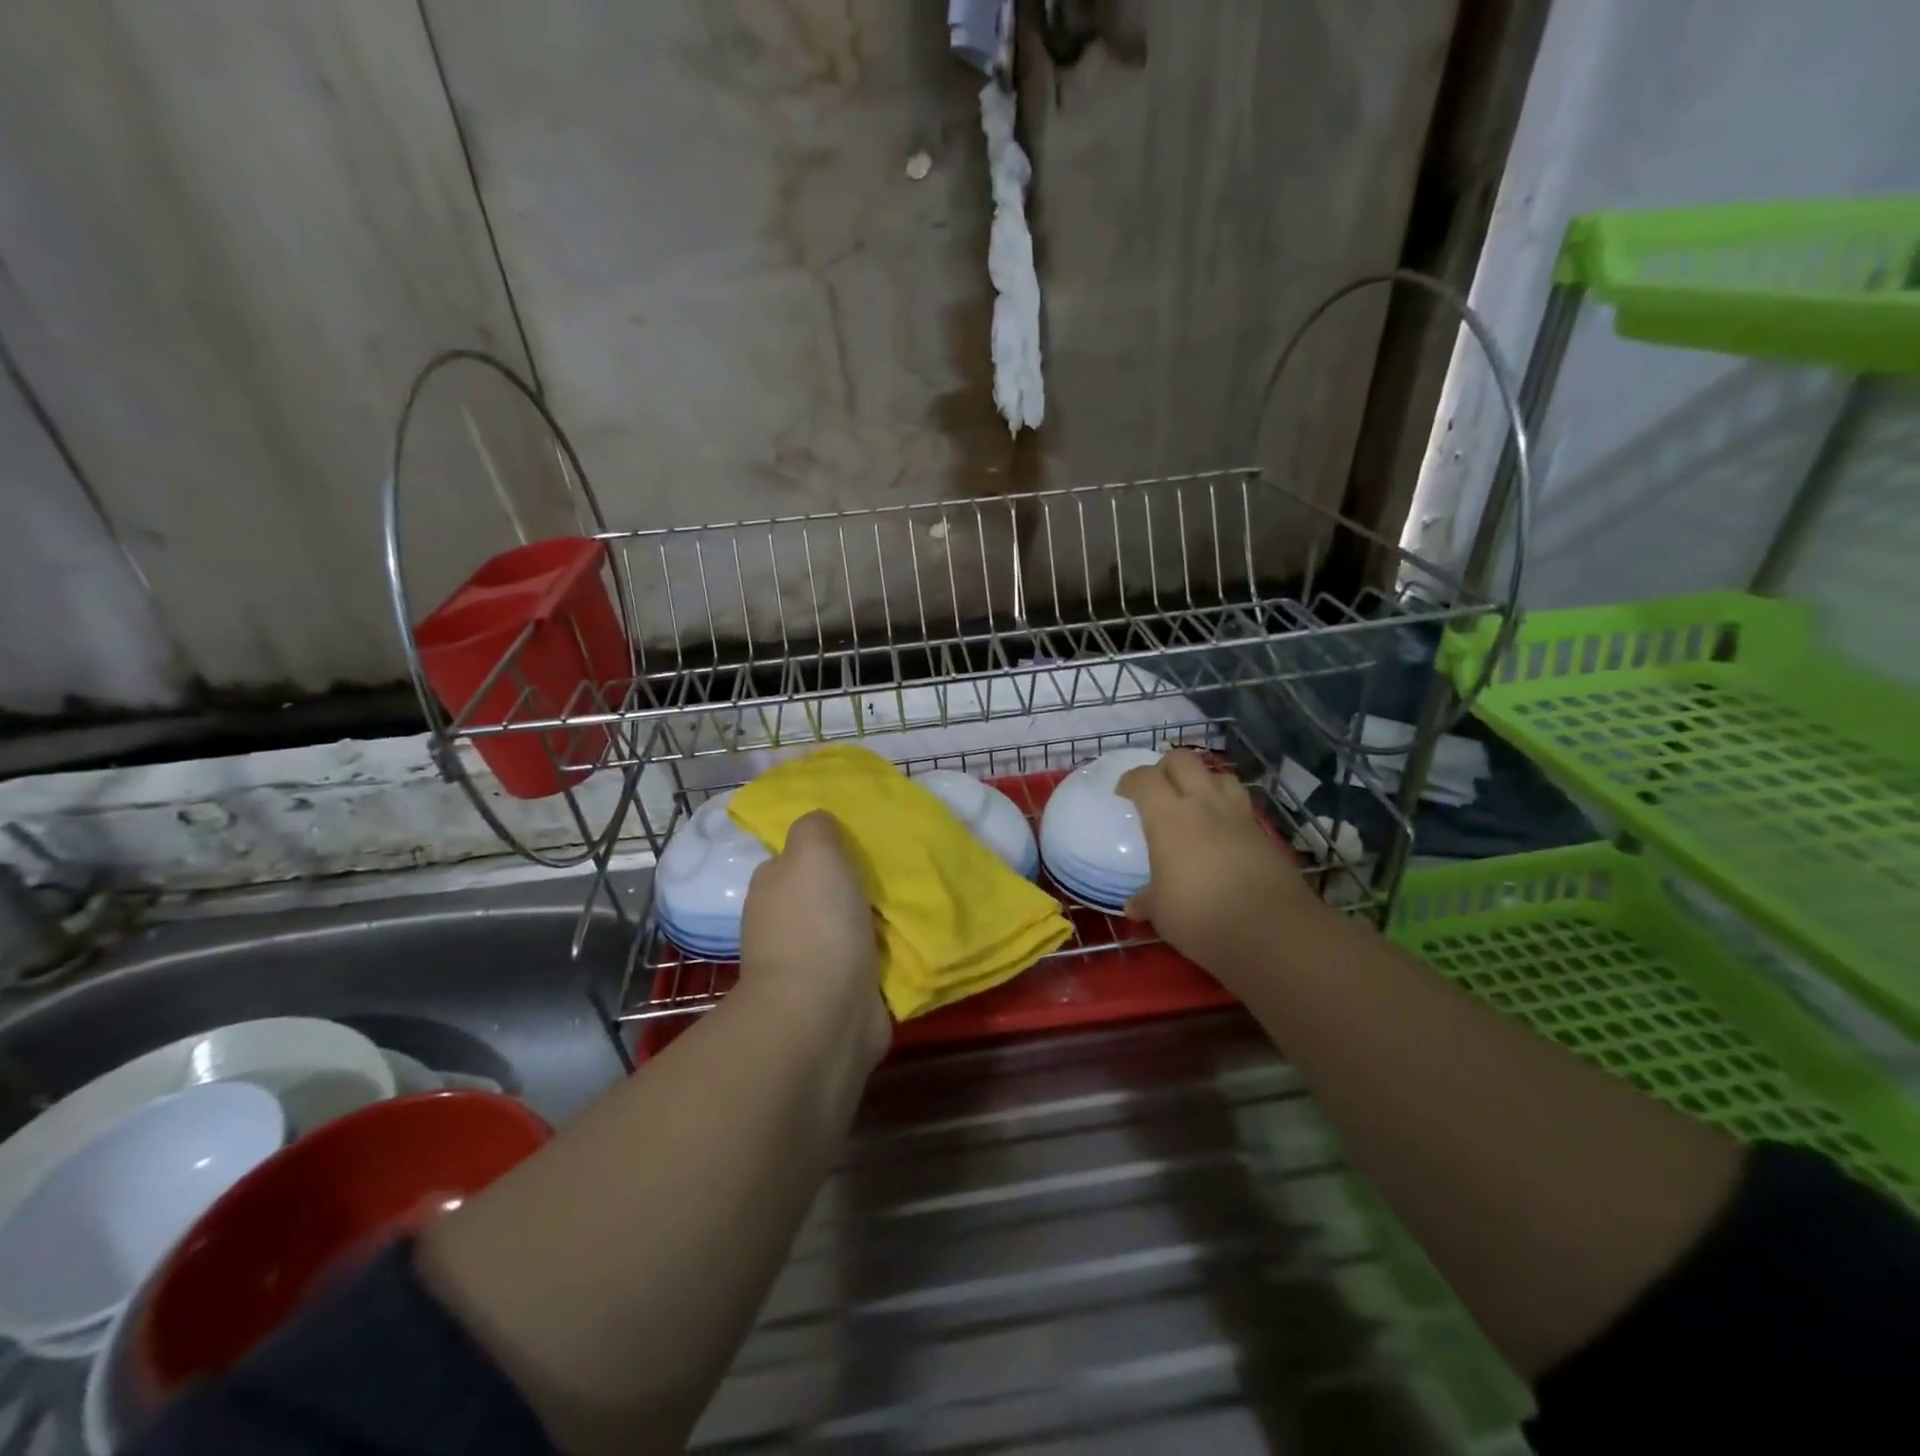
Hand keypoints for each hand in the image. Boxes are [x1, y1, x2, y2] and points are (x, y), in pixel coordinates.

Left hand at [739, 811, 888, 1055]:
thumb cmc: (817, 923)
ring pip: (848, 927)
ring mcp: (809, 964)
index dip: (826, 850)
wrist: (823, 1012)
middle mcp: (783, 924)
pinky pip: (867, 962)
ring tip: (912, 904)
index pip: (796, 859)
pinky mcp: (839, 994)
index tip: (863, 844)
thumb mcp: (813, 851)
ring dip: (873, 920)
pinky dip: (885, 954)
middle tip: (896, 873)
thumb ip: (815, 828)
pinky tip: (911, 941)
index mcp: (772, 888)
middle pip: (824, 893)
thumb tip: (821, 825)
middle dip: (854, 886)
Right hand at [1118, 750, 1325, 986]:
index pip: (1144, 778)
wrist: (1272, 931)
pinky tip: (1222, 830)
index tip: (1123, 794)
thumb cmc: (1200, 916)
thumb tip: (1133, 906)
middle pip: (1183, 760)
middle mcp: (1202, 804)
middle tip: (1157, 790)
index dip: (1130, 781)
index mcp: (1168, 817)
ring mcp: (1238, 815)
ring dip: (1202, 780)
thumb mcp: (1162, 913)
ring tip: (1194, 802)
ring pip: (1219, 774)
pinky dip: (1227, 806)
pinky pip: (1241, 804)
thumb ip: (1147, 901)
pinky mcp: (1264, 832)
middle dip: (1166, 767)